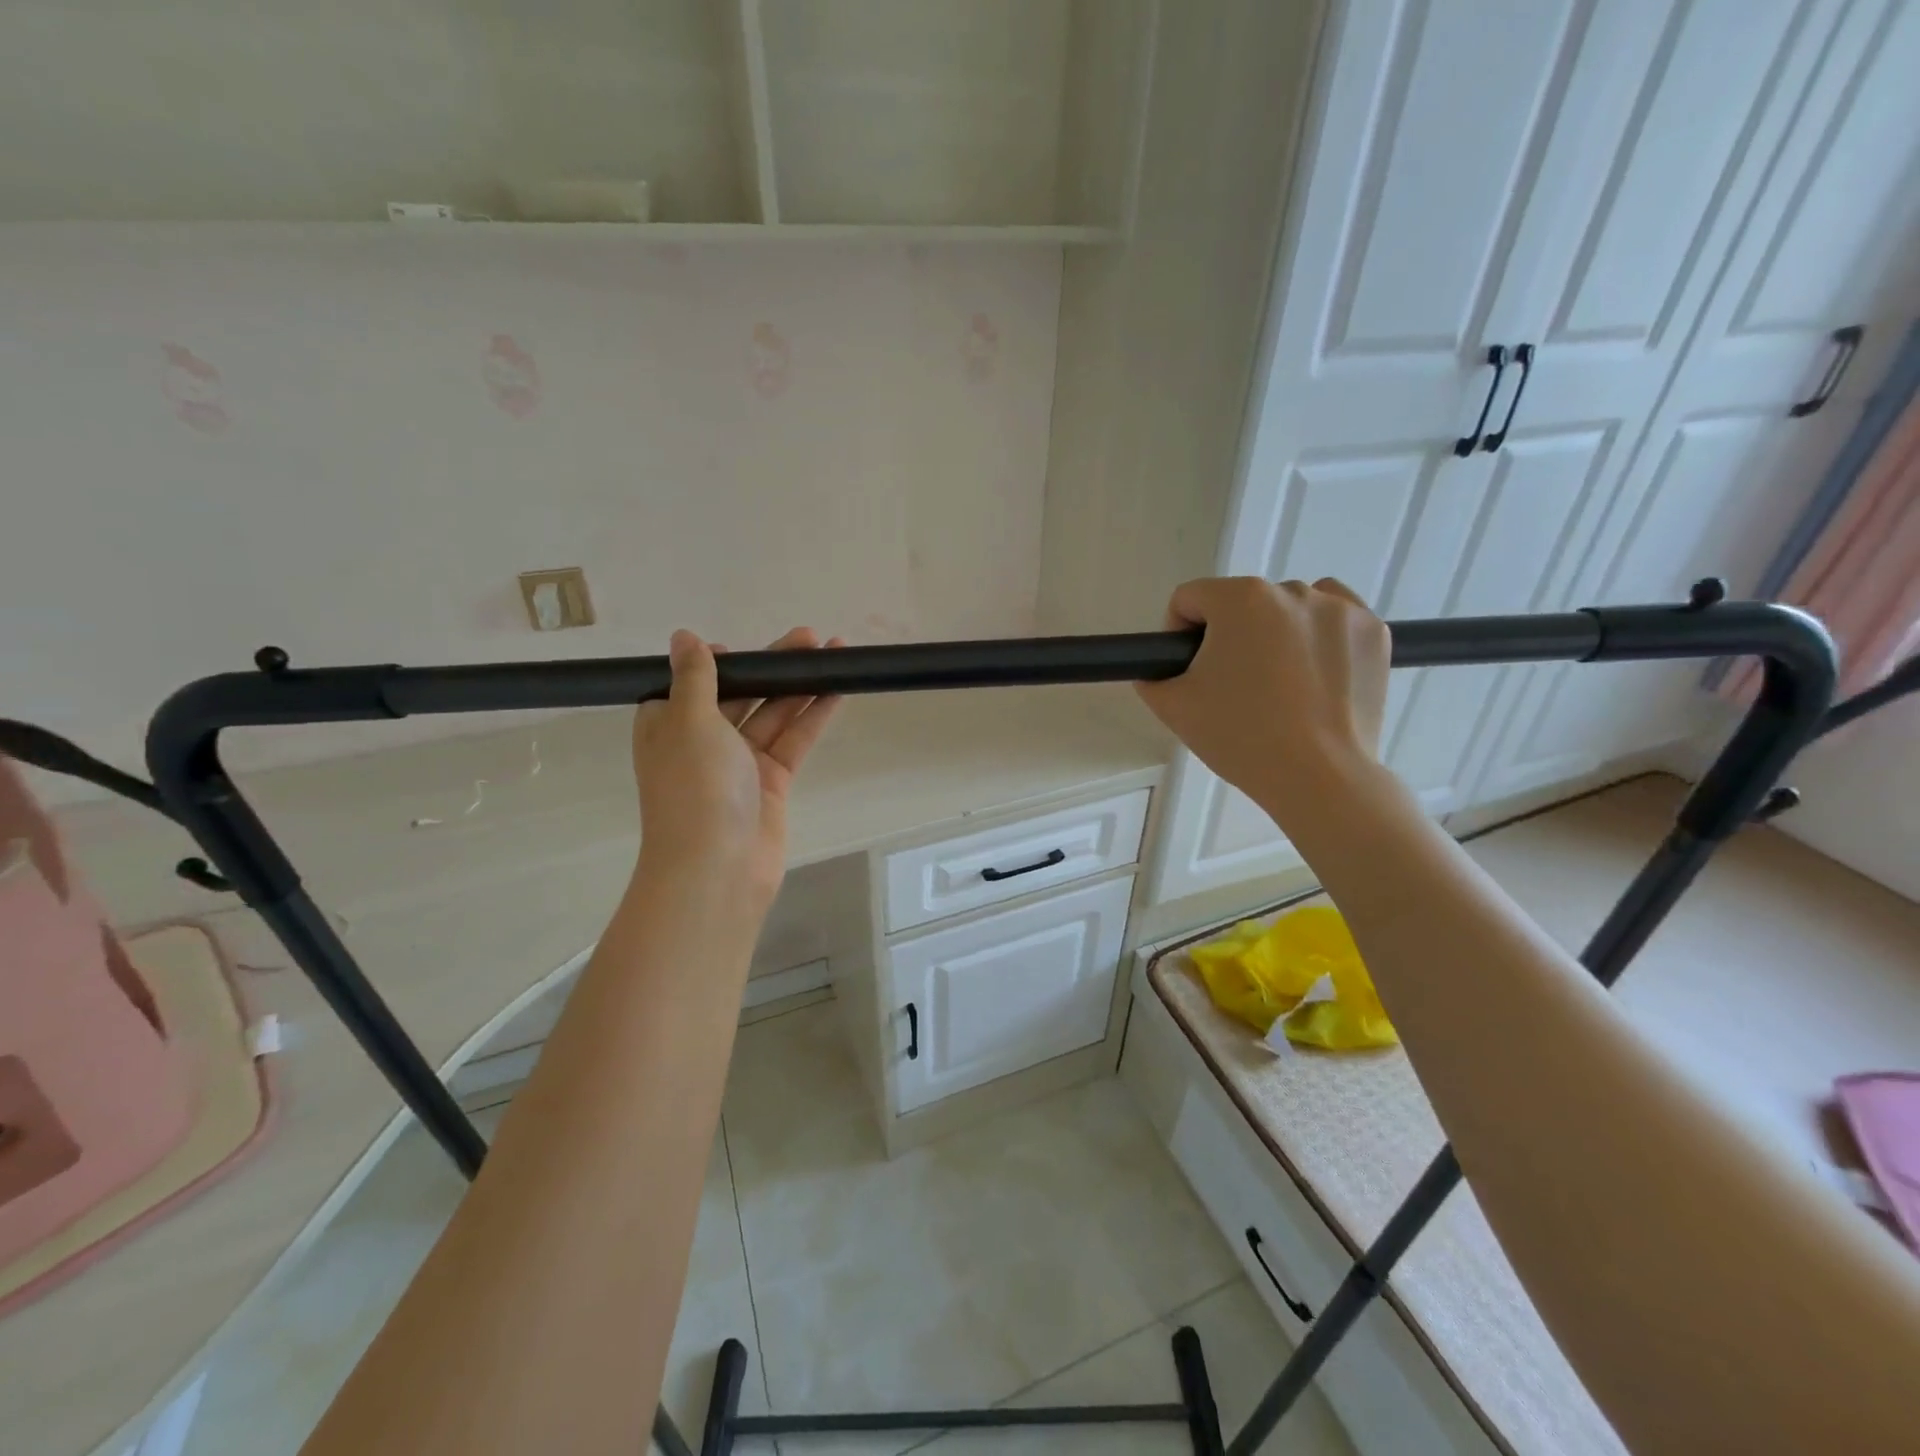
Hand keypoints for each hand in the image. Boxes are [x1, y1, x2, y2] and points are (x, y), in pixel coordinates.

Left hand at [631, 626, 841, 911]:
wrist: (718, 866)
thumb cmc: (695, 787)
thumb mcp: (689, 720)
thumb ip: (695, 676)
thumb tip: (683, 636)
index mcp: (668, 725)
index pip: (692, 683)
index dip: (719, 662)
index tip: (743, 647)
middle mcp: (702, 741)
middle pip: (741, 692)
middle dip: (772, 666)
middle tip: (809, 638)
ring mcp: (739, 762)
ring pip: (773, 713)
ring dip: (800, 685)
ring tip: (833, 652)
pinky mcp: (771, 781)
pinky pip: (793, 739)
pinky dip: (812, 715)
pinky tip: (836, 690)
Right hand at [1135, 577, 1390, 833]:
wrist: (1319, 776)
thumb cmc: (1240, 737)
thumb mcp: (1173, 707)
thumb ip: (1152, 676)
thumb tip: (1158, 669)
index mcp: (1240, 599)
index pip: (1189, 598)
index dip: (1178, 633)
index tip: (1187, 670)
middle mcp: (1292, 590)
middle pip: (1241, 603)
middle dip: (1230, 636)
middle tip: (1231, 686)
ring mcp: (1340, 608)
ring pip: (1289, 607)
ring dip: (1275, 632)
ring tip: (1277, 683)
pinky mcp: (1374, 632)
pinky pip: (1334, 618)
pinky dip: (1319, 635)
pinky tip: (1312, 672)